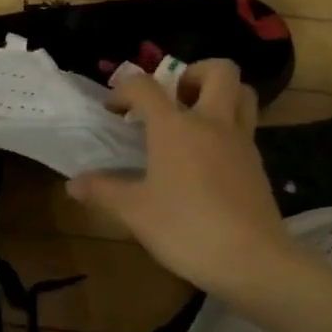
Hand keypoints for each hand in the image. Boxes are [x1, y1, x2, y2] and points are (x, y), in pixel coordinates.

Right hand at [68, 60, 291, 297]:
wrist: (252, 261)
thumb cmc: (186, 229)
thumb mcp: (135, 212)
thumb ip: (103, 191)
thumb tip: (73, 183)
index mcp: (175, 127)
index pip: (145, 86)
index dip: (124, 90)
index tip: (113, 110)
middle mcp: (212, 123)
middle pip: (218, 71)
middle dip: (192, 73)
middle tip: (172, 99)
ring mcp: (241, 142)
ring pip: (242, 94)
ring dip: (219, 94)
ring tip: (194, 119)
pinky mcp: (258, 164)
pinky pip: (246, 128)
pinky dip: (228, 128)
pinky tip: (209, 158)